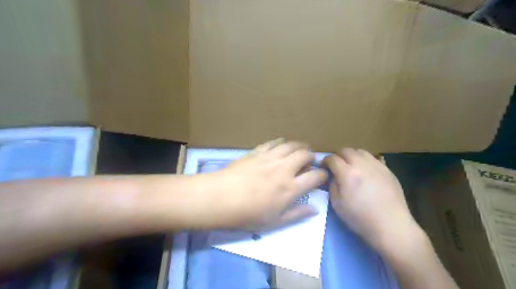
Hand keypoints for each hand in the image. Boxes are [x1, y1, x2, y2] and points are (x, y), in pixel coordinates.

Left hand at [207, 138, 325, 230]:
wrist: (221, 198)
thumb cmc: (248, 214)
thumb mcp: (275, 222)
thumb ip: (297, 214)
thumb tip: (314, 209)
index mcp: (290, 188)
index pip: (315, 177)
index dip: (322, 175)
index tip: (322, 176)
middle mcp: (284, 169)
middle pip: (304, 154)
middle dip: (311, 156)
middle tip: (309, 161)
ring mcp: (269, 158)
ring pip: (290, 145)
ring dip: (298, 145)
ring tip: (299, 149)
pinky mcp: (256, 152)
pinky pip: (272, 142)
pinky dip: (280, 142)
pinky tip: (281, 144)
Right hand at [324, 148, 420, 250]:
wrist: (391, 225)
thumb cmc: (360, 218)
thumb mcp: (337, 204)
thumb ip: (332, 185)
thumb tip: (332, 176)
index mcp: (347, 173)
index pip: (332, 158)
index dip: (325, 160)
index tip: (323, 166)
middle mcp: (361, 165)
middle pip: (346, 150)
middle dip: (338, 156)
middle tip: (337, 166)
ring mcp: (377, 166)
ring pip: (361, 152)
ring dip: (352, 156)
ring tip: (352, 167)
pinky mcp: (388, 170)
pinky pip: (373, 159)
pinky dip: (365, 162)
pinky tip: (366, 173)